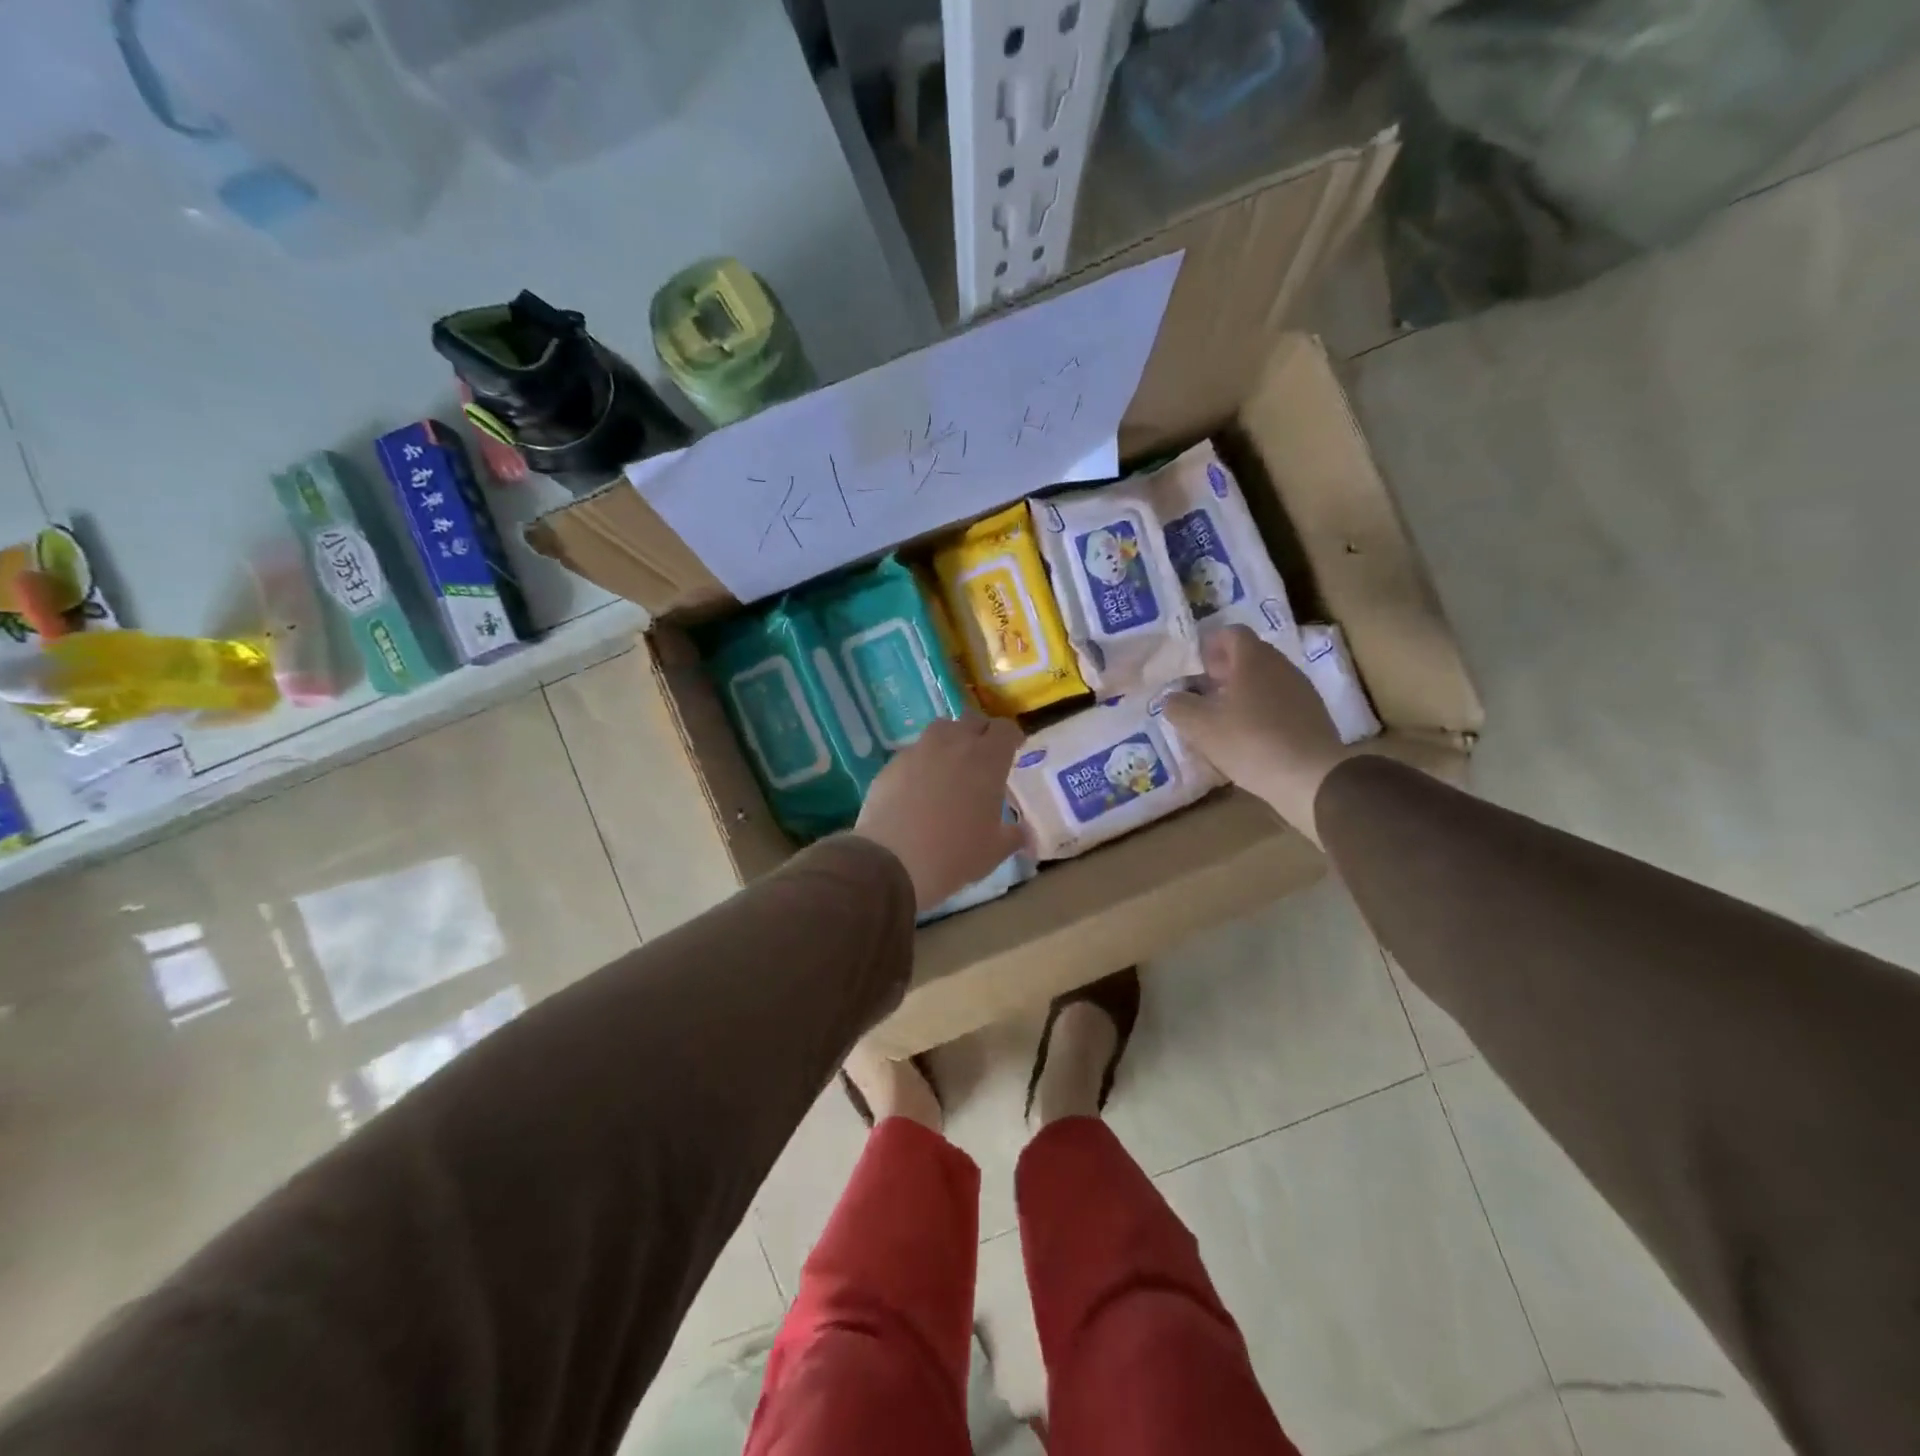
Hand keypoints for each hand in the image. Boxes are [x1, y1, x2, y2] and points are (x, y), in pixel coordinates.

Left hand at [854, 714, 1026, 910]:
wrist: (892, 862)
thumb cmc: (955, 854)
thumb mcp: (994, 851)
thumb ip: (1013, 835)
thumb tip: (1022, 832)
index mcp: (987, 759)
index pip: (1005, 729)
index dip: (1011, 737)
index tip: (1014, 750)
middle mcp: (953, 744)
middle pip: (972, 720)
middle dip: (981, 733)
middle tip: (984, 757)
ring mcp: (919, 750)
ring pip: (940, 729)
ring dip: (950, 740)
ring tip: (951, 765)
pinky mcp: (892, 764)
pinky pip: (914, 752)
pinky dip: (923, 761)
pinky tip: (920, 786)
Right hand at [1162, 626, 1348, 845]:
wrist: (1312, 777)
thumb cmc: (1250, 741)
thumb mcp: (1199, 726)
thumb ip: (1178, 706)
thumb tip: (1173, 698)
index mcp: (1254, 658)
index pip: (1231, 633)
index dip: (1210, 645)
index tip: (1194, 666)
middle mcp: (1281, 666)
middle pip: (1248, 656)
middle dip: (1223, 671)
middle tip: (1201, 693)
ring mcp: (1301, 690)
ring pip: (1264, 681)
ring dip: (1241, 692)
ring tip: (1221, 718)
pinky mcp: (1312, 716)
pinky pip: (1279, 703)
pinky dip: (1260, 711)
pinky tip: (1247, 738)